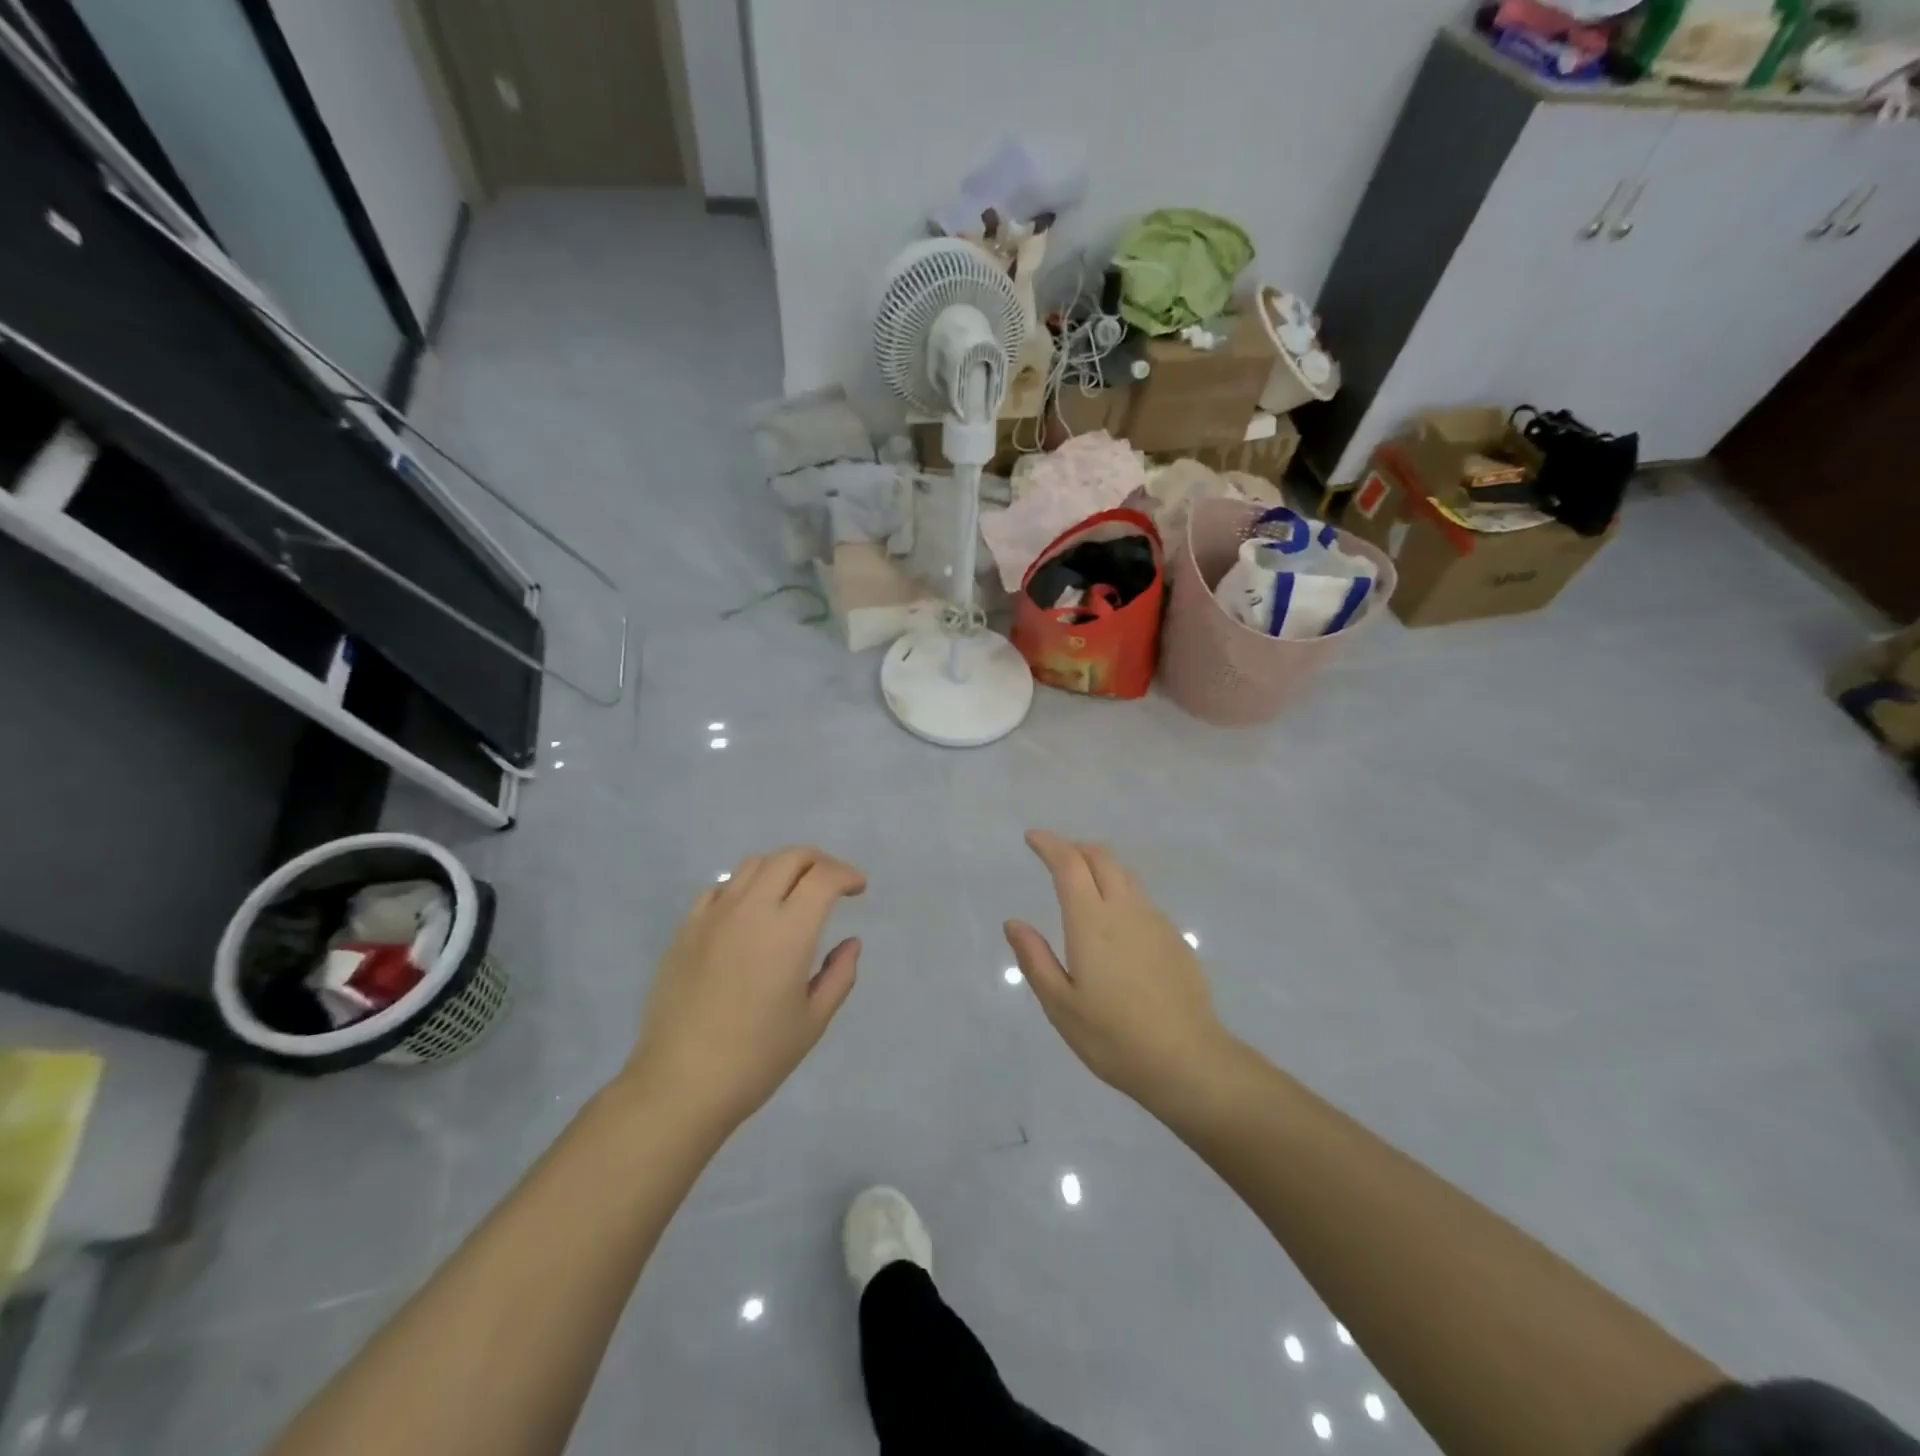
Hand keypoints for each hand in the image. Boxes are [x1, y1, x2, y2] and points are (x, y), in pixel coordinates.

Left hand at [622, 846, 865, 1133]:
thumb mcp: (813, 1021)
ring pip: (753, 864)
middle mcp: (751, 910)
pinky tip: (749, 912)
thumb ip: (839, 975)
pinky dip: (745, 886)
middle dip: (819, 861)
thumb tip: (851, 942)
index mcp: (789, 932)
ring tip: (792, 892)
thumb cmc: (756, 1058)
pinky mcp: (686, 928)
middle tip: (832, 883)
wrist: (680, 1084)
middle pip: (790, 857)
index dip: (847, 874)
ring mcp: (714, 915)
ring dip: (782, 867)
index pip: (823, 877)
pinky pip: (720, 888)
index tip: (858, 888)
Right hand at [1006, 830, 1235, 1112]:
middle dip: (1075, 847)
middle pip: (1101, 858)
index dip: (1049, 845)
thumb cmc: (1114, 1038)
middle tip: (1055, 855)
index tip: (1032, 837)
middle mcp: (1125, 910)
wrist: (1189, 1061)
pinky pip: (1142, 898)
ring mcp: (1155, 922)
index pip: (1069, 865)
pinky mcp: (1175, 939)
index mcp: (1092, 922)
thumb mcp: (1061, 1005)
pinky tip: (1115, 921)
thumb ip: (1035, 959)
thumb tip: (1014, 922)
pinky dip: (1120, 890)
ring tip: (1082, 882)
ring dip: (1099, 866)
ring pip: (1125, 875)